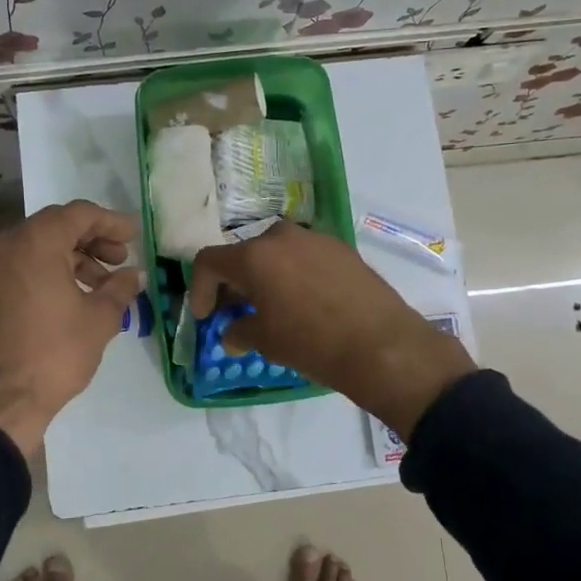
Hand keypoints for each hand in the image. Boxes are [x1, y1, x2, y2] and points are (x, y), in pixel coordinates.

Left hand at [0, 200, 143, 456]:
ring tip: (106, 282)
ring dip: (77, 257)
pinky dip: (56, 269)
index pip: (79, 214)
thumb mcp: (100, 318)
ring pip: (43, 245)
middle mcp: (10, 243)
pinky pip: (28, 263)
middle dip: (94, 238)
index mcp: (37, 241)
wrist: (6, 397)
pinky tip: (81, 293)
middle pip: (59, 225)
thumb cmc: (57, 351)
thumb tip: (135, 275)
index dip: (111, 222)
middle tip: (122, 257)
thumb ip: (121, 288)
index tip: (135, 235)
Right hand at [190, 221, 475, 438]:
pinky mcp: (341, 247)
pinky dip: (293, 274)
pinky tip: (304, 301)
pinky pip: (304, 256)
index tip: (206, 316)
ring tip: (270, 306)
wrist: (381, 344)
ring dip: (265, 276)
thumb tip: (232, 332)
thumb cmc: (311, 343)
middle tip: (235, 311)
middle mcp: (280, 236)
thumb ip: (240, 330)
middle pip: (244, 254)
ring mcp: (314, 238)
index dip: (200, 289)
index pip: (209, 261)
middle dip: (234, 283)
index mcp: (254, 256)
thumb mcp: (266, 341)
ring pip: (276, 252)